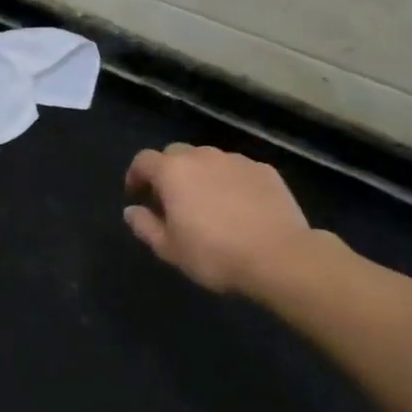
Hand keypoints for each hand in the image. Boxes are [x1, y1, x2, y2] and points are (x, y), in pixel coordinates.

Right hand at [124, 144, 312, 298]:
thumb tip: (131, 211)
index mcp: (172, 171)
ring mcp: (236, 160)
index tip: (137, 194)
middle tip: (172, 200)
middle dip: (169, 172)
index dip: (135, 175)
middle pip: (176, 154)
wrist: (281, 257)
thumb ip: (145, 226)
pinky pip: (238, 170)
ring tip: (208, 203)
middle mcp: (202, 156)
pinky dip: (231, 182)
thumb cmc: (215, 254)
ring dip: (201, 175)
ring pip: (209, 160)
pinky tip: (240, 207)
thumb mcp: (170, 249)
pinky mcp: (265, 170)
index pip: (143, 160)